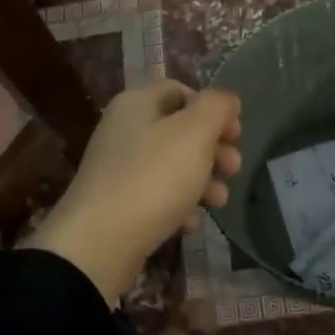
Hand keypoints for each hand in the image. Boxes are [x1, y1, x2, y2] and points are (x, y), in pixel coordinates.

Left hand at [21, 81, 242, 305]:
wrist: (99, 243)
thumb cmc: (153, 178)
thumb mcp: (194, 133)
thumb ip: (215, 108)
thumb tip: (226, 99)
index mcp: (137, 103)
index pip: (181, 91)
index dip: (212, 108)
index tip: (235, 134)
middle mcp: (124, 129)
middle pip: (179, 129)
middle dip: (213, 148)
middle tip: (233, 169)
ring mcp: (119, 167)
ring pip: (172, 165)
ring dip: (202, 180)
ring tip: (219, 202)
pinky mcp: (118, 203)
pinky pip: (156, 196)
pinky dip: (178, 206)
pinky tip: (190, 224)